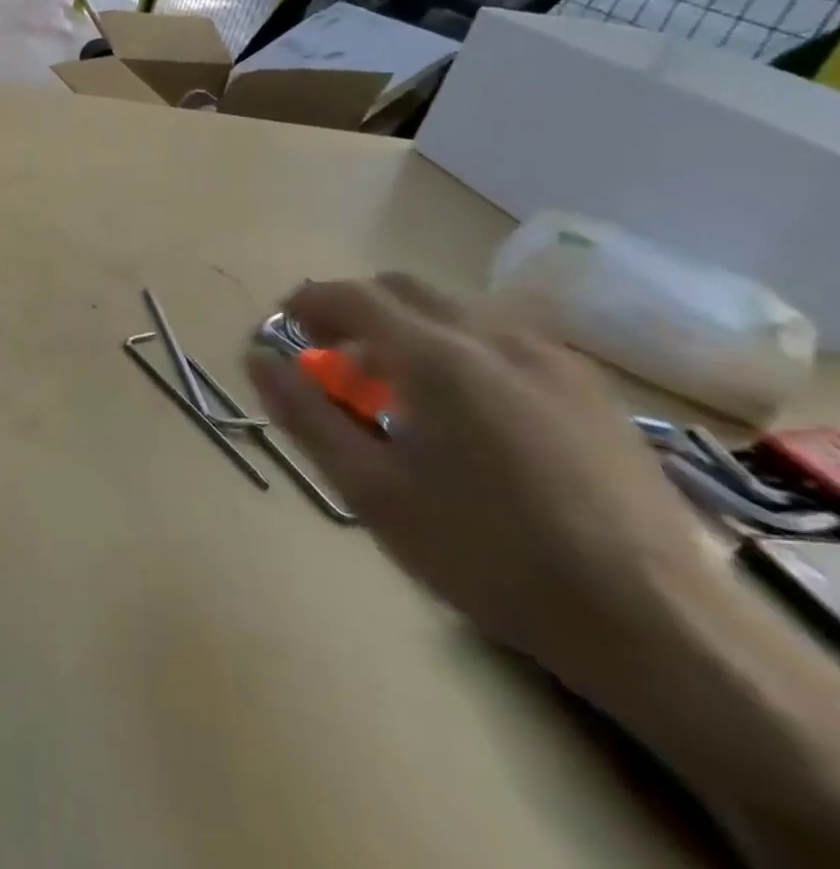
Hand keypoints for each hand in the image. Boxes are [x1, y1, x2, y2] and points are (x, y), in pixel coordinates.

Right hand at [245, 275, 715, 686]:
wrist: (657, 625)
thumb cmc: (487, 554)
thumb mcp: (371, 491)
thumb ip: (306, 414)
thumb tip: (257, 359)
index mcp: (435, 357)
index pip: (351, 295)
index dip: (308, 303)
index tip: (285, 330)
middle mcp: (493, 336)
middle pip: (401, 288)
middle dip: (355, 310)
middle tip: (334, 359)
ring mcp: (551, 357)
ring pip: (454, 309)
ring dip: (406, 327)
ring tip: (398, 389)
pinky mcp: (590, 387)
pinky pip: (501, 337)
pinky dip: (457, 346)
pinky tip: (466, 409)